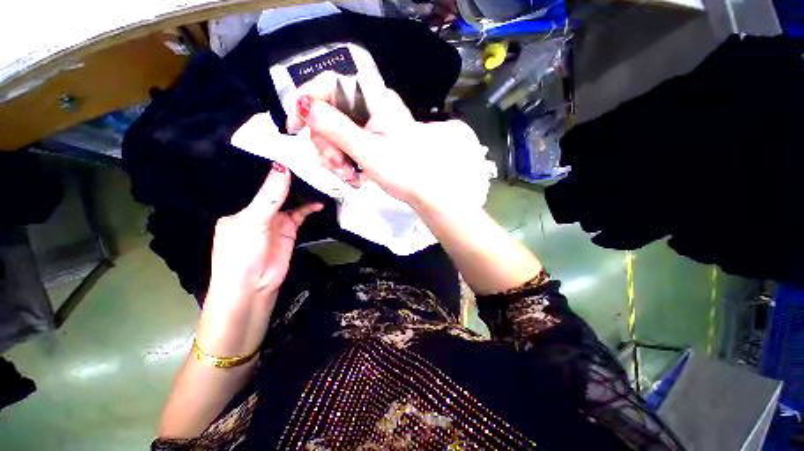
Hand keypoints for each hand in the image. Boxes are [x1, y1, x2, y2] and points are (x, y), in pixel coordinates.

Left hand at [198, 163, 321, 356]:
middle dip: (291, 179)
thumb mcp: (253, 221)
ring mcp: (276, 220)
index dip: (272, 170)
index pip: (257, 182)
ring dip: (303, 192)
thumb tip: (283, 167)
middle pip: (277, 190)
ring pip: (291, 201)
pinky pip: (301, 214)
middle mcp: (258, 210)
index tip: (289, 153)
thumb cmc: (242, 253)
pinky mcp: (290, 230)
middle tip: (309, 162)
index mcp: (241, 206)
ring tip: (318, 178)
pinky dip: (310, 207)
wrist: (253, 287)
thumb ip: (270, 196)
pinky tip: (319, 201)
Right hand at [294, 86, 490, 208]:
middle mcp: (372, 107)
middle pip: (330, 112)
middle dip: (327, 143)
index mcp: (375, 99)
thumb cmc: (404, 171)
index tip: (295, 127)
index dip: (307, 100)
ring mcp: (371, 125)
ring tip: (348, 177)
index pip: (330, 83)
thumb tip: (303, 105)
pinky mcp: (372, 141)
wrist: (426, 190)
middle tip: (336, 167)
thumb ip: (335, 128)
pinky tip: (351, 177)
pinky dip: (344, 162)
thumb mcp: (367, 151)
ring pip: (336, 132)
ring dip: (335, 157)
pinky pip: (347, 145)